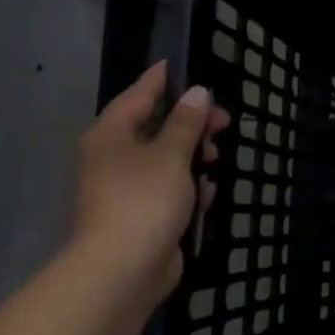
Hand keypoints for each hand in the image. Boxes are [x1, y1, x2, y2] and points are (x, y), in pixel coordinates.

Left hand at [69, 62, 230, 304]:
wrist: (122, 270)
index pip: (136, 96)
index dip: (158, 80)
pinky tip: (206, 195)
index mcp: (110, 136)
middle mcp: (112, 158)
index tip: (176, 64)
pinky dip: (187, 188)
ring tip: (216, 161)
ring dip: (193, 157)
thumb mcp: (171, 154)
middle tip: (223, 122)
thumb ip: (186, 122)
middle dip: (190, 124)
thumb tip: (197, 93)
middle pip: (155, 129)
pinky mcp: (140, 216)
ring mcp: (124, 190)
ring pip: (165, 160)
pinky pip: (168, 190)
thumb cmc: (144, 199)